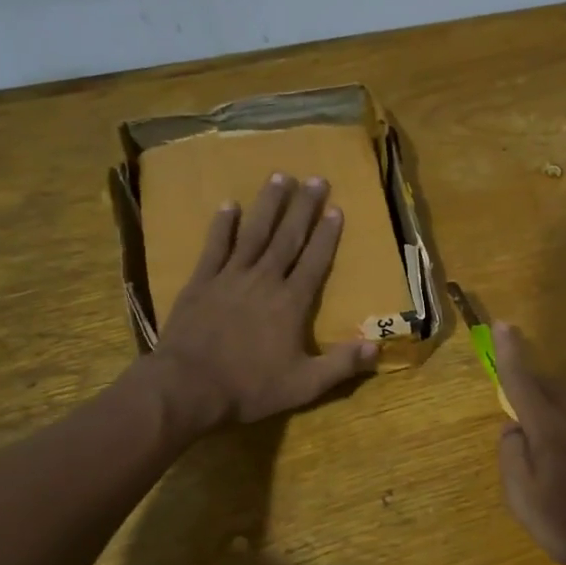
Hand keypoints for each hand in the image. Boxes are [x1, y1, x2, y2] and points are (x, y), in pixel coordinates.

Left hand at [151, 173, 378, 428]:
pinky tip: (229, 205)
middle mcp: (264, 281)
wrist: (187, 387)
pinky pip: (215, 247)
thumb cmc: (249, 387)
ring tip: (279, 177)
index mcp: (291, 303)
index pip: (314, 261)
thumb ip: (341, 365)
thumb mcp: (304, 385)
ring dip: (268, 205)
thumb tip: (378, 347)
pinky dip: (223, 225)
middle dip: (303, 208)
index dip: (327, 235)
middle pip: (288, 238)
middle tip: (315, 179)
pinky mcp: (201, 283)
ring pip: (254, 234)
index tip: (336, 208)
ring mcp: (230, 278)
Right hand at [493, 322, 565, 564]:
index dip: (510, 353)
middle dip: (529, 380)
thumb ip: (511, 456)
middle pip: (550, 388)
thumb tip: (513, 428)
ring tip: (536, 447)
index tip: (503, 324)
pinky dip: (565, 433)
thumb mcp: (523, 498)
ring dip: (547, 411)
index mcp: (551, 430)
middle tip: (512, 389)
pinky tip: (565, 469)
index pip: (523, 382)